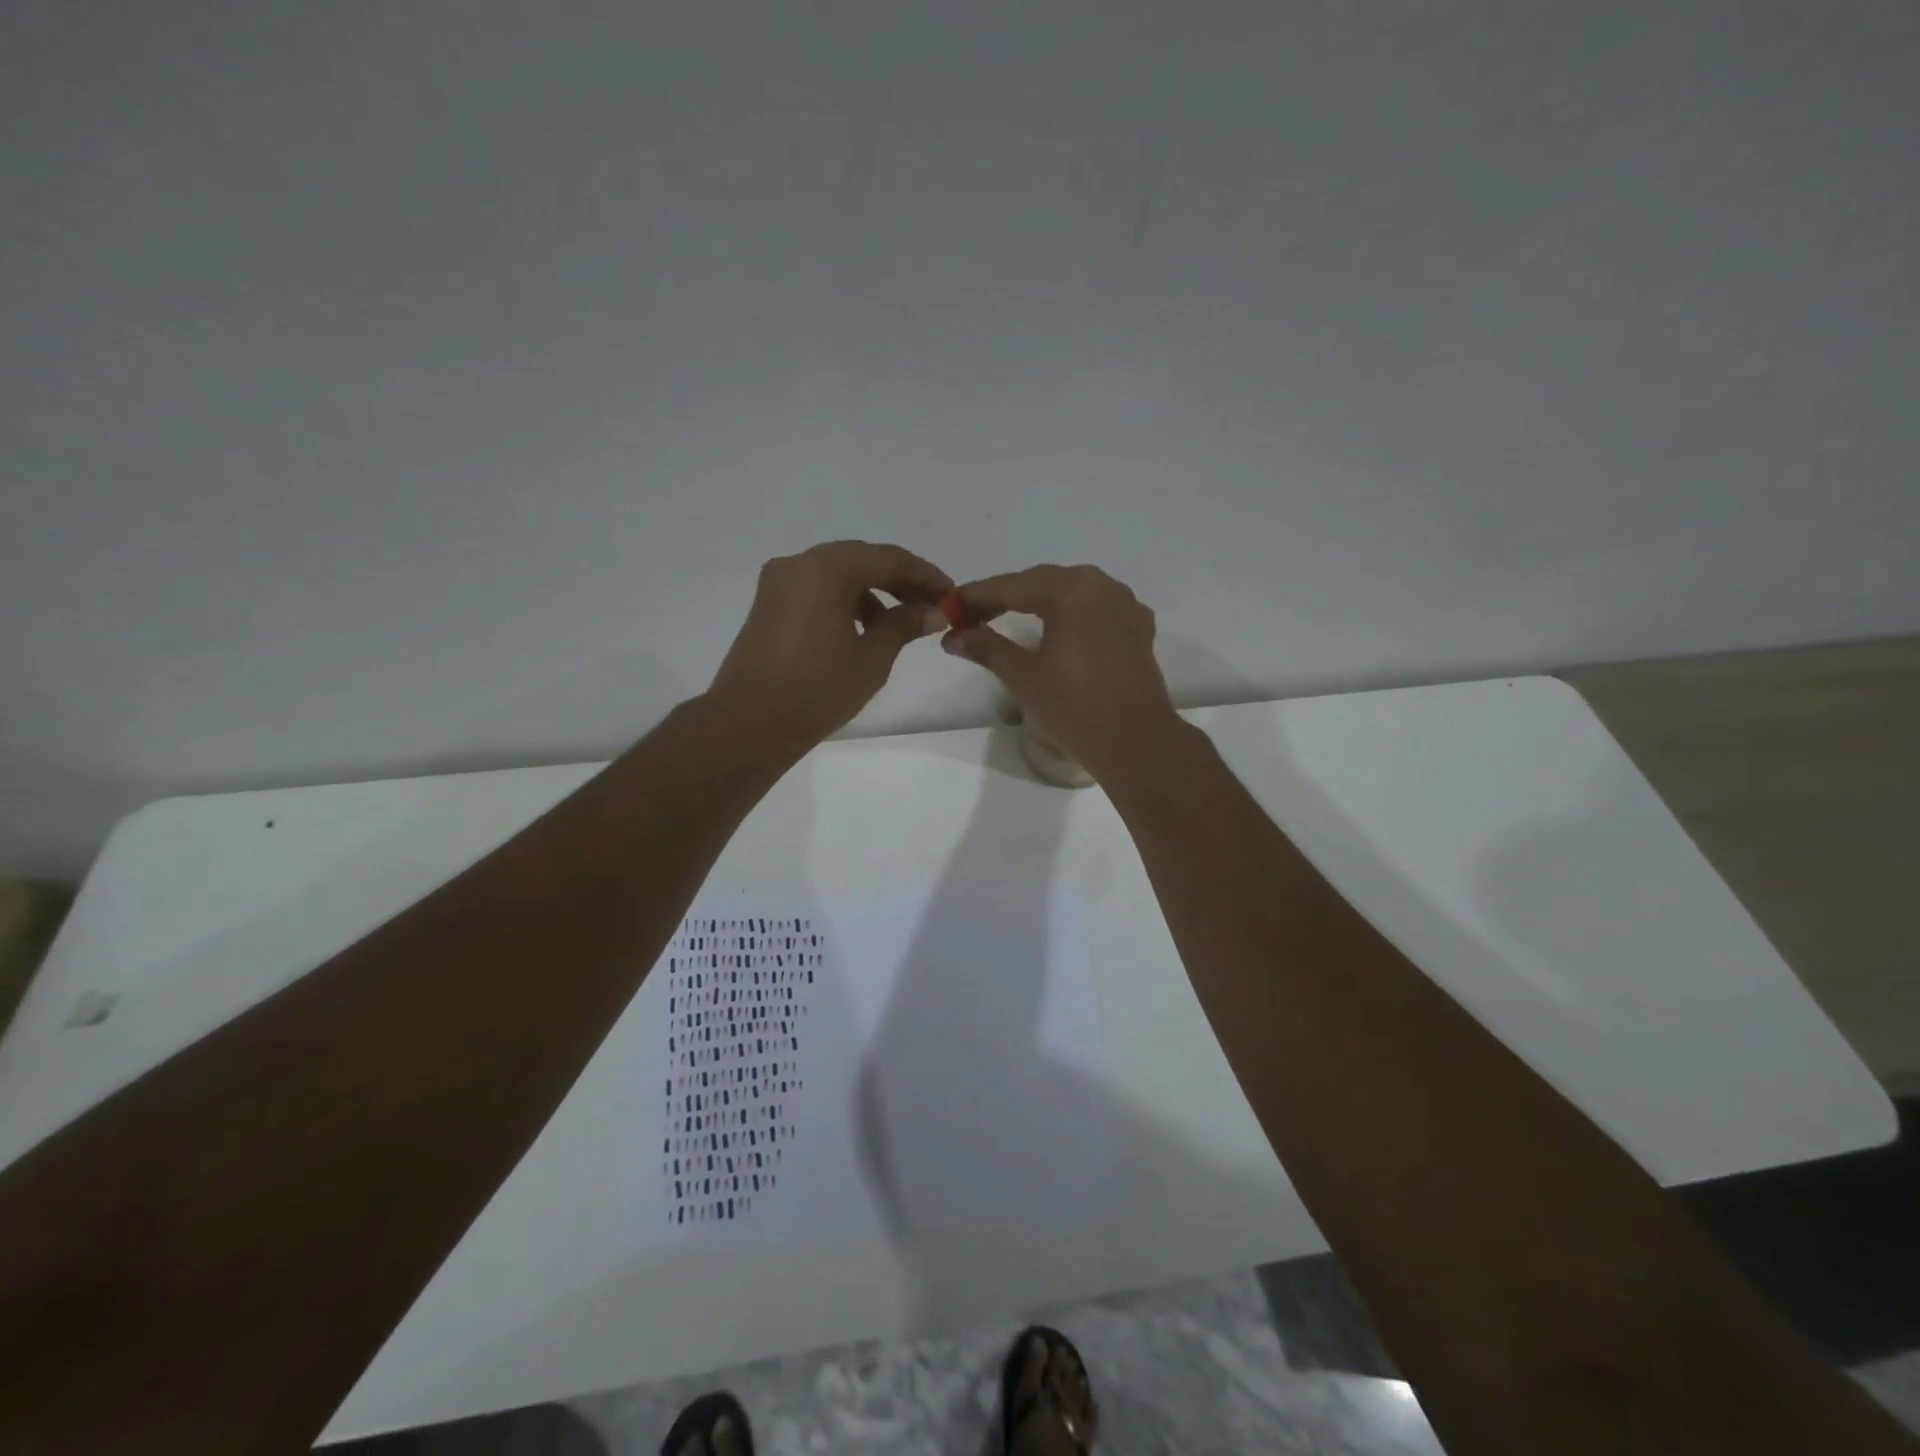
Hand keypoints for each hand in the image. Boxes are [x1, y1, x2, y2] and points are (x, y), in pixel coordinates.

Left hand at [707, 540, 951, 753]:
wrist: (749, 724)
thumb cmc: (817, 690)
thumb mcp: (871, 658)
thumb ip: (903, 625)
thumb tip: (932, 611)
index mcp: (826, 569)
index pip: (888, 558)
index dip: (924, 575)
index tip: (950, 594)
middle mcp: (799, 564)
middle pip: (861, 559)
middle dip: (899, 580)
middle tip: (930, 606)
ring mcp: (778, 582)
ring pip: (837, 573)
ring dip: (872, 591)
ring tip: (898, 625)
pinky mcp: (768, 603)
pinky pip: (816, 589)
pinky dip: (844, 600)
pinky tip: (862, 630)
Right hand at [942, 564, 1183, 783]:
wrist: (1135, 741)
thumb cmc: (1074, 706)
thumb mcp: (1023, 676)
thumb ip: (987, 647)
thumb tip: (954, 637)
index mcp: (1070, 590)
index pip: (1013, 586)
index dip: (979, 596)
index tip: (952, 605)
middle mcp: (1101, 585)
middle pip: (1043, 582)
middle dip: (1008, 596)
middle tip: (974, 615)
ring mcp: (1125, 604)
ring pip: (1072, 592)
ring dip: (1040, 601)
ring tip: (1011, 618)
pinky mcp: (1138, 626)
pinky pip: (1097, 608)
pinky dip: (1072, 613)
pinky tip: (1060, 629)